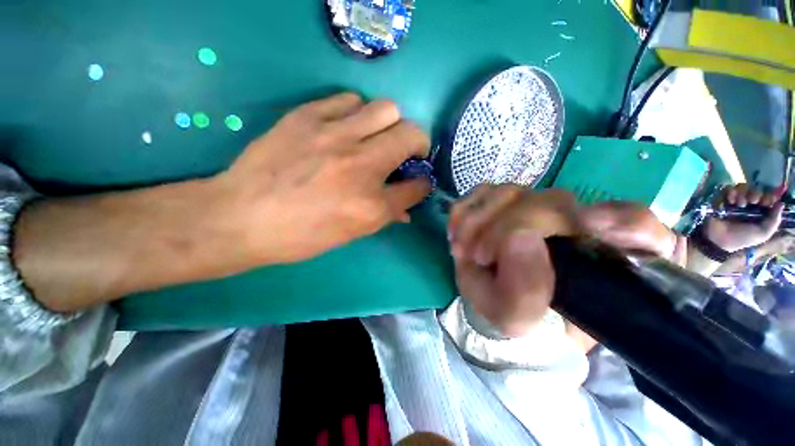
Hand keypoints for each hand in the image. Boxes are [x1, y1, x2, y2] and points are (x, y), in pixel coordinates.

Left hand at [13, 93, 429, 311]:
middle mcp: (362, 167)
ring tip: (376, 136)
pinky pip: (349, 100)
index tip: (418, 182)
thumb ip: (385, 215)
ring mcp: (335, 137)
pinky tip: (346, 127)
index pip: (418, 186)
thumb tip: (405, 207)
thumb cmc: (300, 236)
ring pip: (387, 108)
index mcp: (372, 206)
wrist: (241, 217)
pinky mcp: (308, 117)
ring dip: (389, 123)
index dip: (423, 184)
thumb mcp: (350, 234)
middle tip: (407, 151)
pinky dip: (356, 113)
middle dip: (418, 144)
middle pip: (412, 135)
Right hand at [448, 187, 678, 336]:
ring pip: (513, 191)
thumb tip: (518, 240)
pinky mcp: (507, 204)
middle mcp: (575, 223)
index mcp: (604, 257)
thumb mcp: (519, 318)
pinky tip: (457, 231)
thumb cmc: (516, 317)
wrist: (499, 305)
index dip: (614, 221)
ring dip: (479, 218)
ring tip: (462, 248)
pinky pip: (486, 191)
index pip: (631, 222)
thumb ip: (525, 292)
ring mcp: (537, 209)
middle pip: (550, 201)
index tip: (580, 230)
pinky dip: (466, 208)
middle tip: (477, 256)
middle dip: (504, 227)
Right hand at [704, 184, 782, 251]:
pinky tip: (730, 200)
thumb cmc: (742, 238)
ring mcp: (735, 200)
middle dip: (755, 194)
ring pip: (742, 187)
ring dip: (742, 194)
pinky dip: (730, 192)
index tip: (765, 203)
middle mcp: (748, 203)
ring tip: (739, 204)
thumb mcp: (762, 233)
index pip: (767, 197)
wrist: (720, 239)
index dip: (768, 197)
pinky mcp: (722, 199)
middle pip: (755, 189)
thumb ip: (774, 221)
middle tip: (752, 202)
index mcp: (759, 211)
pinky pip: (728, 188)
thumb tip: (781, 204)